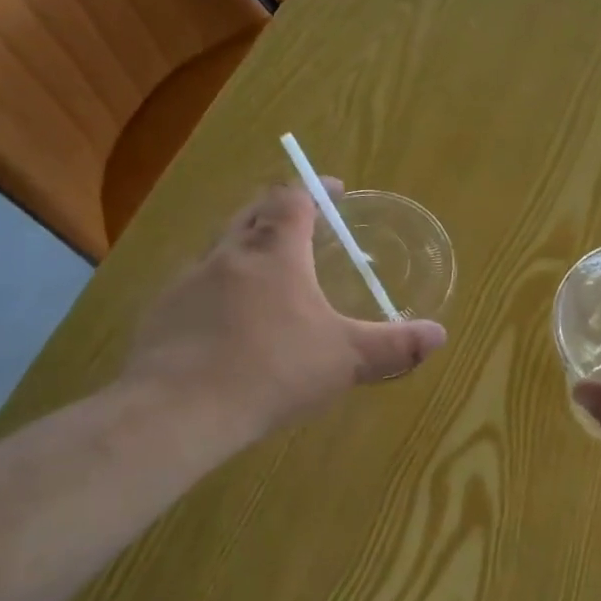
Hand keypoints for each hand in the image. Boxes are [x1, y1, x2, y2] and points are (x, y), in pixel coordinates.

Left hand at [118, 181, 446, 448]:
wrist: (179, 410)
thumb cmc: (273, 370)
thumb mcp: (346, 360)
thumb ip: (394, 345)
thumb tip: (439, 334)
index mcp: (274, 253)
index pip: (292, 199)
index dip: (315, 190)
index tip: (334, 191)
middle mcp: (228, 255)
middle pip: (251, 213)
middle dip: (278, 211)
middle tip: (303, 226)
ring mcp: (187, 282)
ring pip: (220, 249)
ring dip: (246, 251)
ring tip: (269, 278)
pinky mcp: (162, 314)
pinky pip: (196, 287)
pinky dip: (218, 291)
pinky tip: (229, 325)